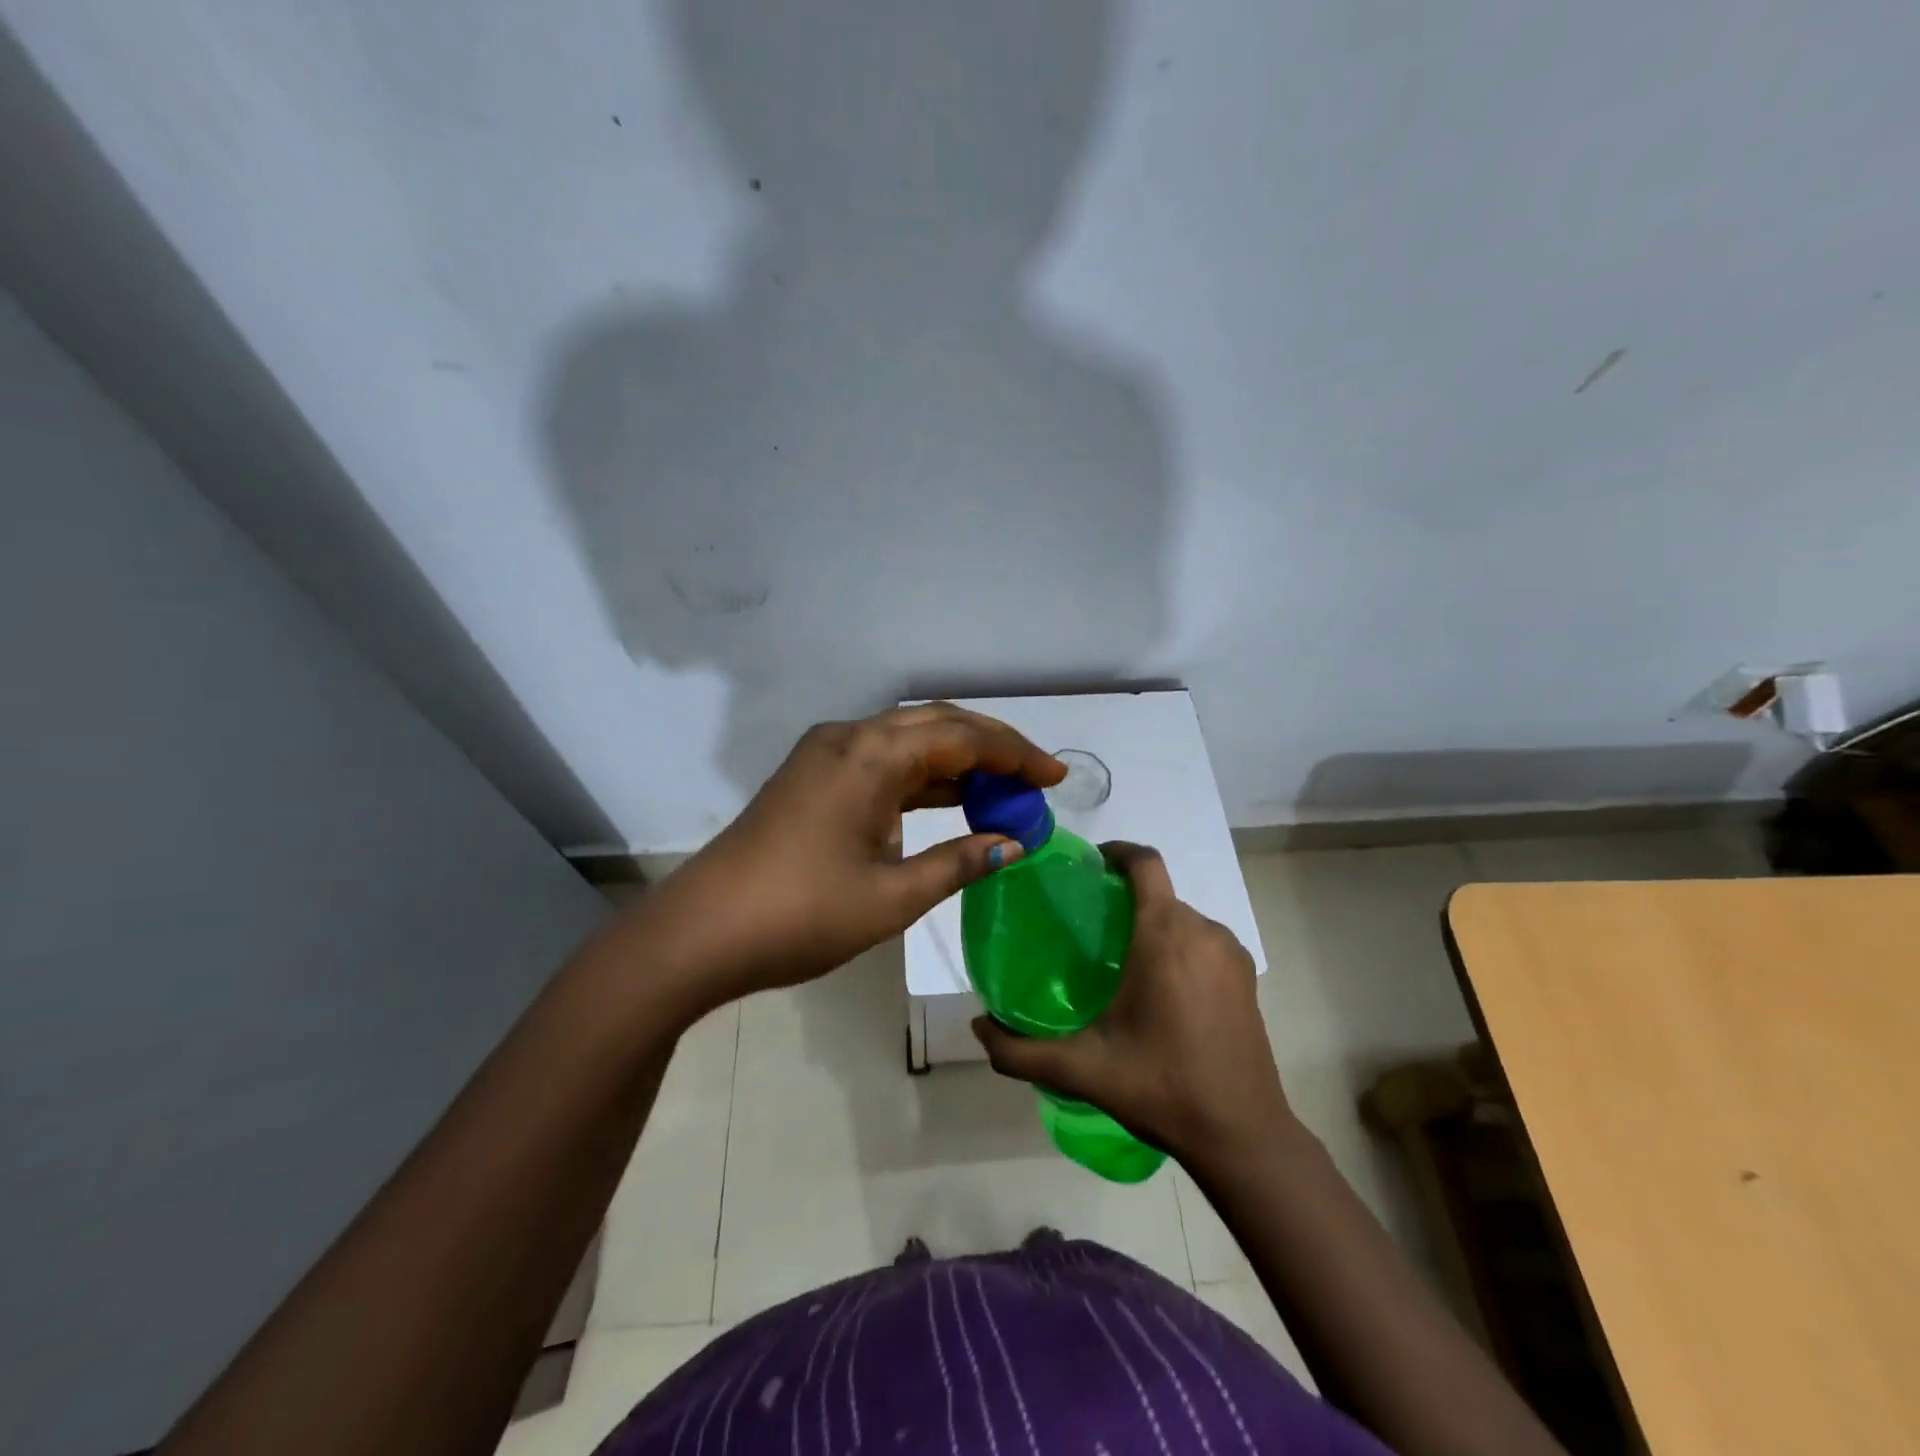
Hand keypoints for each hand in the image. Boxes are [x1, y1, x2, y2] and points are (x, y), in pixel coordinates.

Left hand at [631, 703, 1062, 1018]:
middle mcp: (848, 738)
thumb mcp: (891, 897)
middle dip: (991, 748)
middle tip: (1034, 780)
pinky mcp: (812, 776)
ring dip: (956, 759)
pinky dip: (921, 775)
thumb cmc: (800, 916)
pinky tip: (948, 800)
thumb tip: (1012, 844)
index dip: (1015, 755)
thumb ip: (957, 863)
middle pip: (936, 724)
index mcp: (871, 755)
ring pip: (907, 739)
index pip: (962, 737)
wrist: (700, 934)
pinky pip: (881, 760)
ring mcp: (825, 754)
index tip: (1055, 779)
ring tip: (1002, 791)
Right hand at [972, 842, 1296, 1167]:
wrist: (1242, 1136)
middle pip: (1159, 891)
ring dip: (1151, 924)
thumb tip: (977, 1027)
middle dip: (1124, 897)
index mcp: (1165, 934)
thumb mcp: (1082, 1069)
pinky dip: (1178, 946)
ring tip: (1119, 961)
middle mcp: (1203, 931)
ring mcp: (1231, 954)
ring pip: (1182, 917)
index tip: (1086, 868)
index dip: (1115, 852)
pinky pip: (1203, 941)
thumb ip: (1020, 1050)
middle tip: (1087, 929)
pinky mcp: (1247, 978)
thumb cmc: (1160, 1086)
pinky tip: (1158, 989)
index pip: (1145, 862)